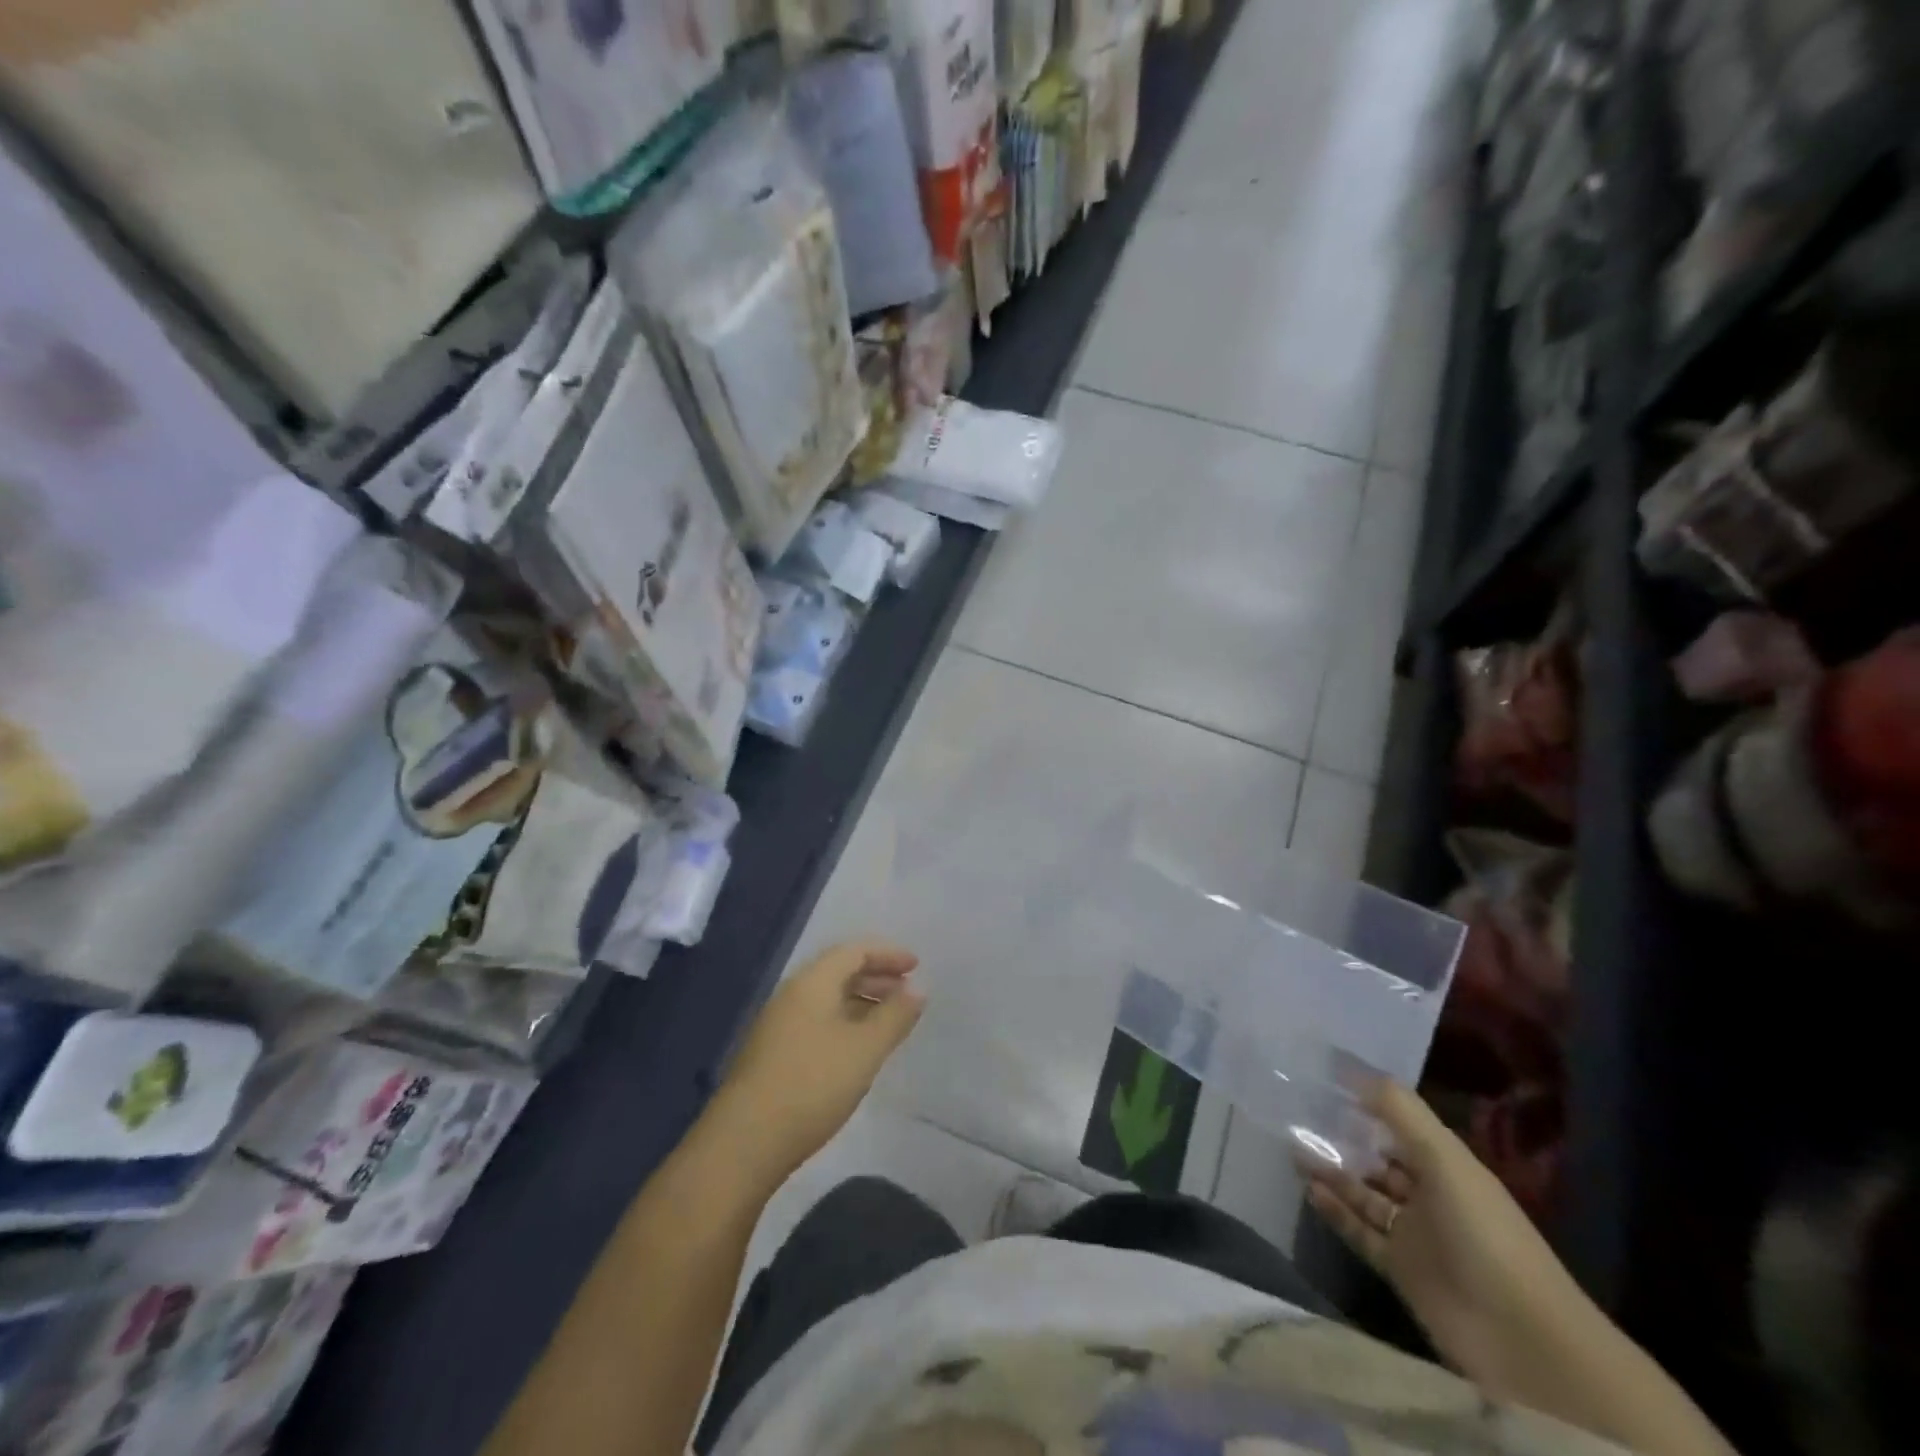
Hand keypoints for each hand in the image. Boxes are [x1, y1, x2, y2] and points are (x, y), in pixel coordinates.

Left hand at [717, 941, 924, 1176]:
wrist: (744, 1142)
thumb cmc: (812, 1085)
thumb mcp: (865, 1049)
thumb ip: (894, 1016)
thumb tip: (917, 988)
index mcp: (812, 983)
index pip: (854, 951)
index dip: (888, 954)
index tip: (916, 967)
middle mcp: (792, 995)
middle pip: (838, 971)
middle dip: (876, 977)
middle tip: (907, 992)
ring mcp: (778, 1025)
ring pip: (827, 999)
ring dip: (861, 1002)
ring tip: (889, 1022)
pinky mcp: (772, 1054)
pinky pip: (816, 1022)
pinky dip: (844, 1023)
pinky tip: (857, 1050)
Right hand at [1302, 1079, 1589, 1400]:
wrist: (1522, 1340)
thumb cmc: (1484, 1233)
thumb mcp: (1444, 1158)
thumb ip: (1398, 1110)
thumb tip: (1350, 1066)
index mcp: (1448, 1165)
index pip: (1399, 1125)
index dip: (1366, 1103)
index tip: (1323, 1080)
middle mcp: (1431, 1195)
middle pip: (1378, 1159)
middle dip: (1343, 1138)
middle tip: (1296, 1115)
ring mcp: (1416, 1235)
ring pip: (1365, 1194)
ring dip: (1332, 1172)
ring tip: (1292, 1147)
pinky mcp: (1400, 1269)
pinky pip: (1360, 1231)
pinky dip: (1336, 1211)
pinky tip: (1308, 1190)